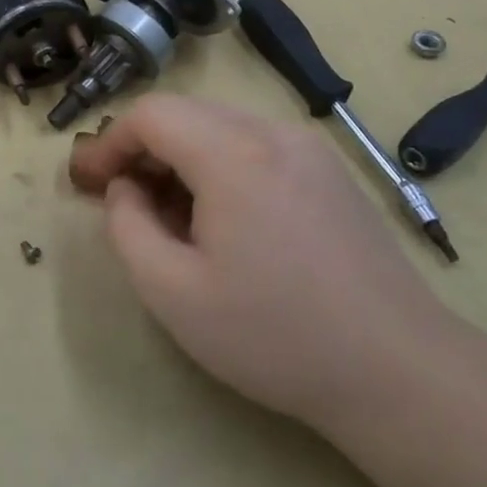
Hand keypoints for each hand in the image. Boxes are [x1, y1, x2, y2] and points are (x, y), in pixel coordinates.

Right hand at [68, 95, 451, 427]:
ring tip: (169, 219)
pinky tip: (221, 222)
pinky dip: (219, 168)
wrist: (399, 371)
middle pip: (186, 115)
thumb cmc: (274, 334)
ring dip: (180, 160)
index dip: (109, 143)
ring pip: (220, 129)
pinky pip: (256, 148)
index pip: (151, 115)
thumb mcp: (172, 292)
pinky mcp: (330, 173)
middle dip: (142, 150)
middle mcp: (273, 134)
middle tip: (119, 200)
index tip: (87, 183)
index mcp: (233, 154)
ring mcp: (309, 150)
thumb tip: (124, 189)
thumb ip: (127, 227)